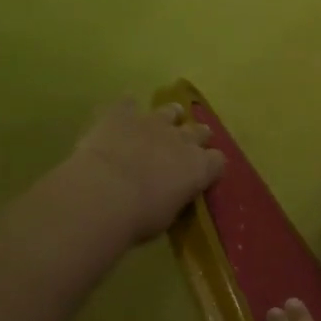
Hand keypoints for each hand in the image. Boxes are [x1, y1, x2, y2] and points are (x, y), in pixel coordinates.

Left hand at [69, 98, 224, 243]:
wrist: (103, 194)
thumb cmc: (139, 217)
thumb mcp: (167, 216)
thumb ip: (174, 198)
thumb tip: (172, 195)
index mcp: (199, 168)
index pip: (217, 161)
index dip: (211, 166)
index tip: (204, 173)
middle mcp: (182, 140)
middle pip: (199, 131)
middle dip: (196, 137)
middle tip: (188, 145)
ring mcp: (153, 123)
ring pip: (170, 111)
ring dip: (169, 116)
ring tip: (163, 121)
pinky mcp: (122, 114)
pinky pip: (128, 103)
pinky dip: (127, 107)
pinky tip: (122, 112)